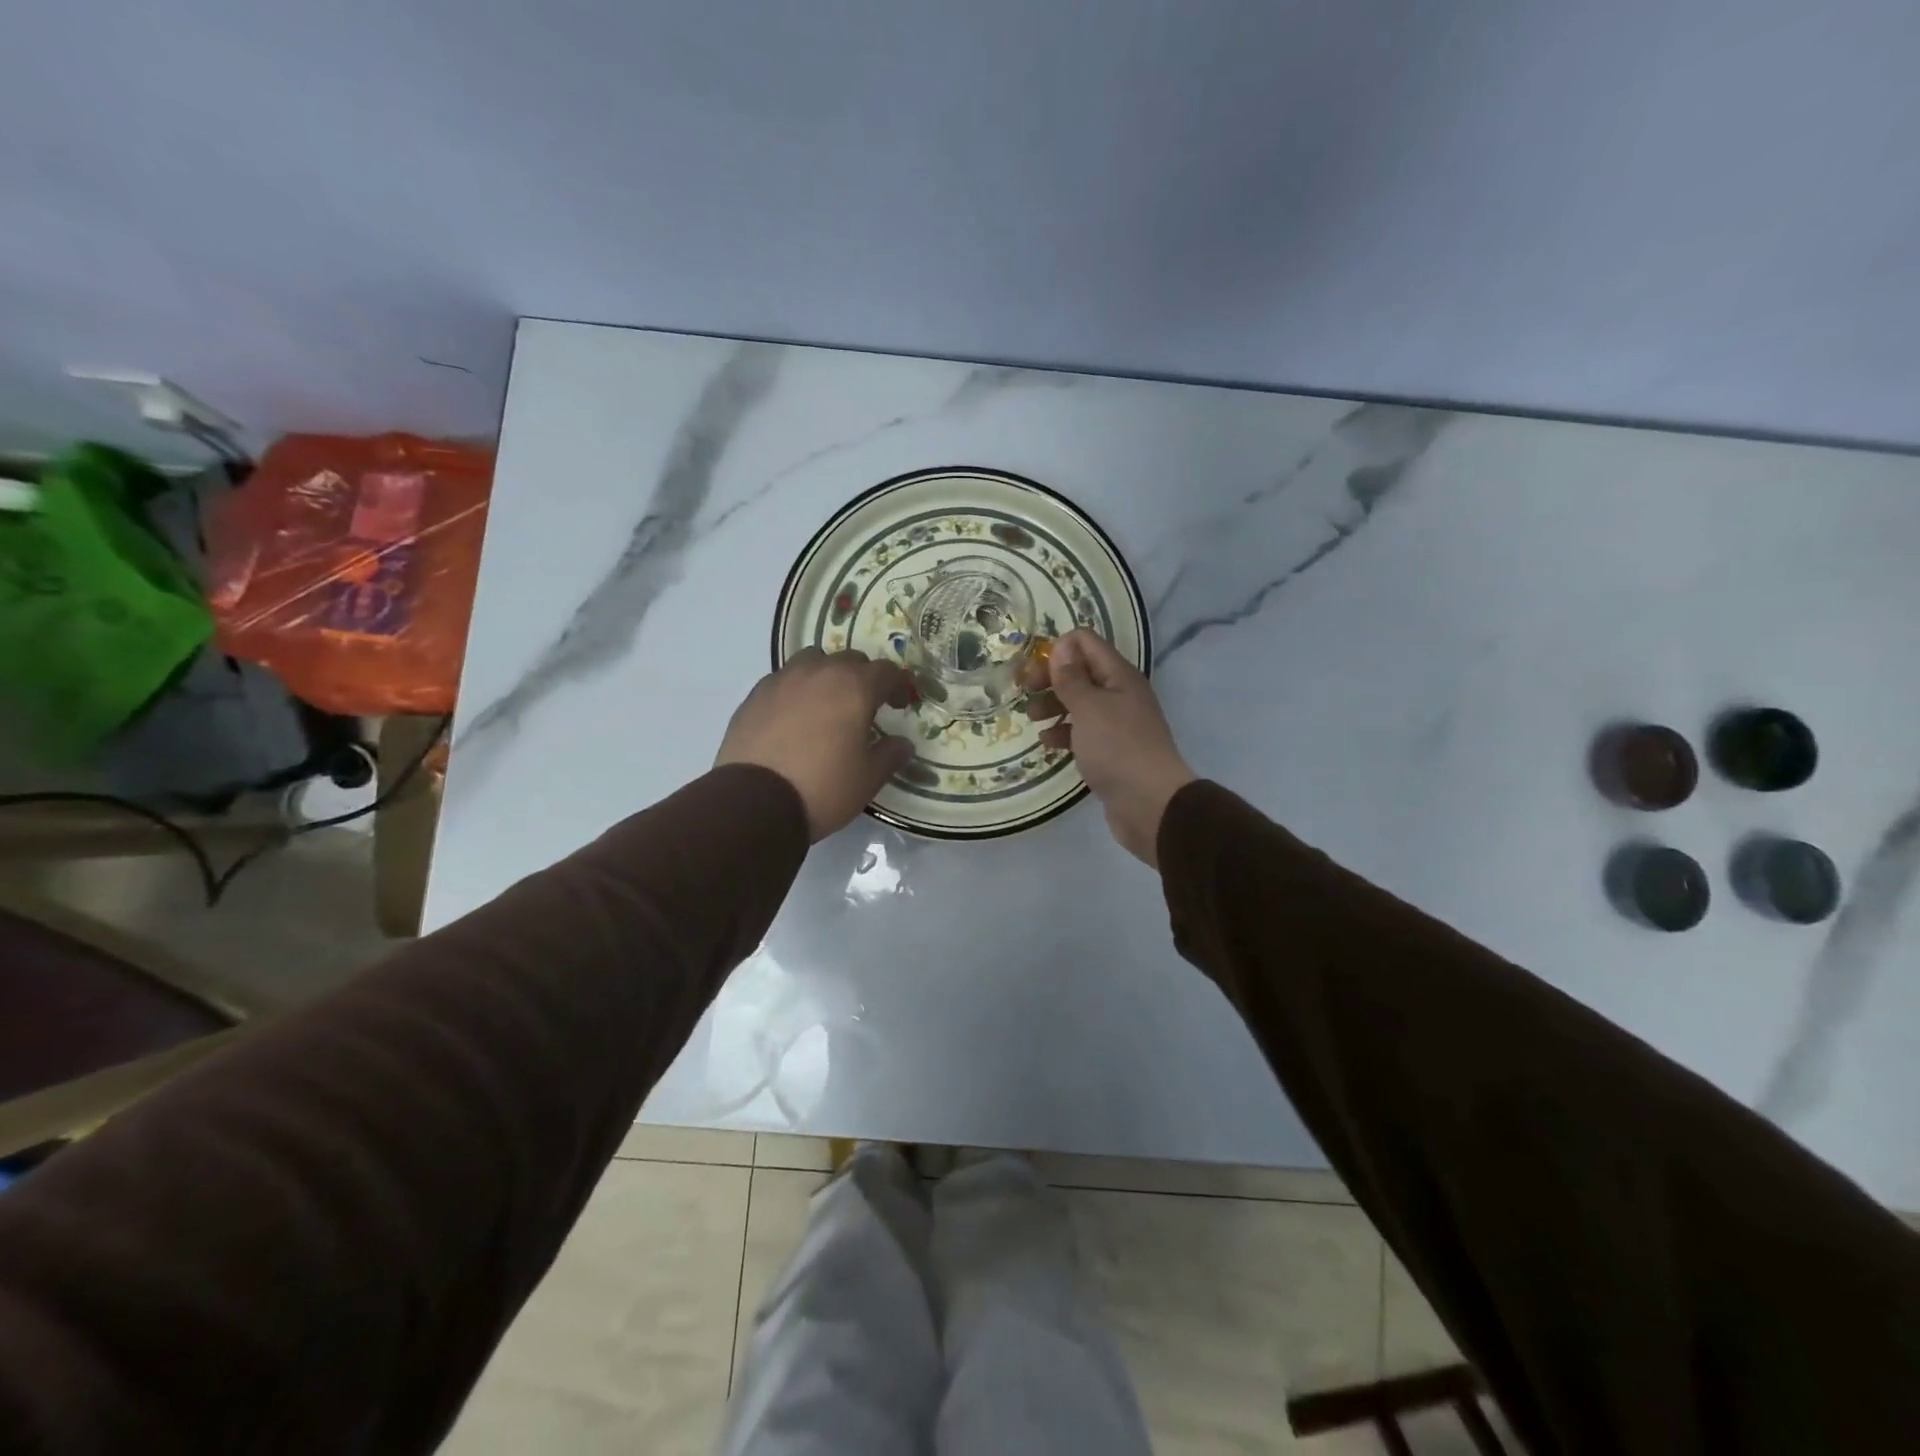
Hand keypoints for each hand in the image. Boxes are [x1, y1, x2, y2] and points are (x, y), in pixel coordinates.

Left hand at [716, 648, 914, 840]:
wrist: (755, 803)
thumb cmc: (823, 788)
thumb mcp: (868, 778)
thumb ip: (891, 755)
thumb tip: (903, 743)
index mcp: (854, 687)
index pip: (886, 671)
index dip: (898, 686)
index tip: (899, 706)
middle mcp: (819, 672)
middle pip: (850, 659)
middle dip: (862, 678)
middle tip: (864, 706)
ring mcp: (783, 680)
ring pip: (812, 661)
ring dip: (826, 675)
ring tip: (825, 704)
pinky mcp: (755, 695)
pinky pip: (783, 680)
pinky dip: (796, 690)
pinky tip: (793, 717)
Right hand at [1023, 629, 1195, 866]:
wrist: (1150, 804)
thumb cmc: (1117, 748)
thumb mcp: (1089, 708)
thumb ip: (1071, 677)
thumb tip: (1061, 646)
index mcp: (1119, 676)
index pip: (1085, 643)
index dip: (1057, 649)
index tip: (1031, 669)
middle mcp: (1120, 694)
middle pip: (1081, 672)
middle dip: (1051, 678)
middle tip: (1024, 691)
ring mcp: (1117, 724)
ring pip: (1080, 703)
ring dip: (1054, 705)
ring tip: (1031, 718)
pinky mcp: (1111, 750)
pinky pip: (1083, 732)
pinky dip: (1064, 732)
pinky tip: (1047, 743)